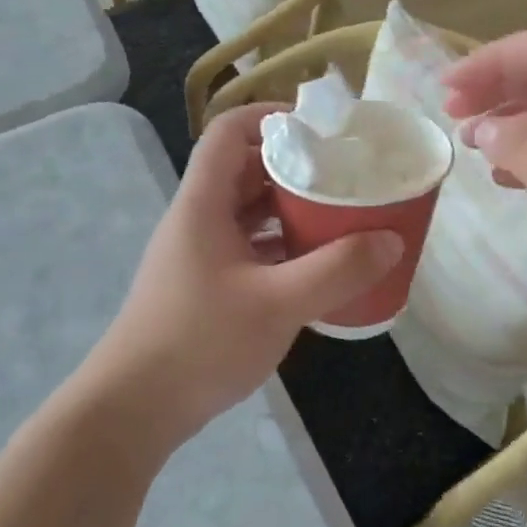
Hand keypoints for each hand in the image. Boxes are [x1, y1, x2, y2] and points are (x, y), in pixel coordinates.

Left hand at [92, 104, 402, 438]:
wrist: (135, 409)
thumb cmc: (200, 343)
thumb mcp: (277, 304)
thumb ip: (337, 270)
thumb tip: (391, 239)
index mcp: (203, 204)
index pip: (229, 132)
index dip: (272, 117)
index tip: (323, 129)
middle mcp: (198, 220)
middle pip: (245, 170)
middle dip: (296, 167)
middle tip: (346, 175)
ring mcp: (201, 255)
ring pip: (249, 212)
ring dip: (292, 209)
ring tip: (341, 215)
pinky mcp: (207, 286)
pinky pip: (250, 248)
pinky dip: (283, 246)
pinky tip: (316, 266)